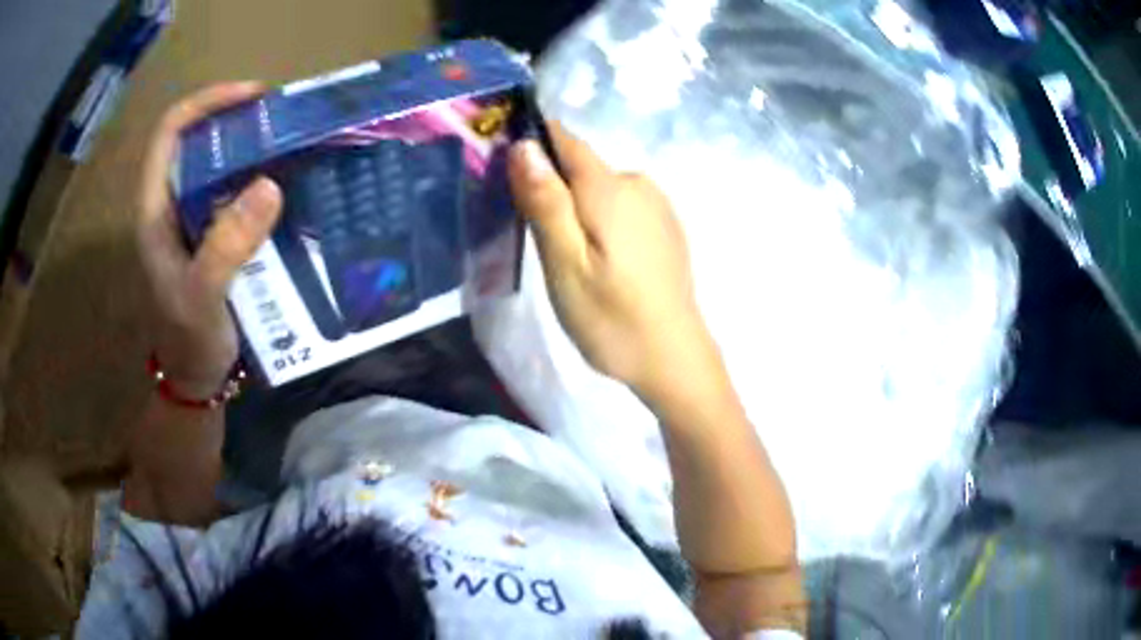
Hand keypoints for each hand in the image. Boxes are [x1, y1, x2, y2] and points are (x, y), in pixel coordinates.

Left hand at [137, 82, 281, 397]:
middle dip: (238, 121)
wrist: (195, 380)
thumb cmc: (188, 340)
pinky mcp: (213, 236)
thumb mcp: (203, 296)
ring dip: (252, 150)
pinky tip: (287, 188)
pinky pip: (235, 194)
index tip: (254, 97)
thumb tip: (270, 184)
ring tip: (292, 146)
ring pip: (218, 166)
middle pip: (198, 141)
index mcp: (157, 208)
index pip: (172, 131)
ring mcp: (193, 220)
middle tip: (283, 120)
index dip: (208, 103)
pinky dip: (260, 182)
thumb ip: (227, 244)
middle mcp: (173, 205)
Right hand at [507, 123, 716, 397]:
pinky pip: (622, 207)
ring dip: (577, 212)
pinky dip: (602, 223)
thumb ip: (546, 202)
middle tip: (543, 248)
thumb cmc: (612, 319)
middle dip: (553, 193)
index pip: (564, 141)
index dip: (532, 150)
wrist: (674, 359)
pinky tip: (605, 264)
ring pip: (600, 190)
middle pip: (580, 168)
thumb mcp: (565, 264)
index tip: (512, 184)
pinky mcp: (666, 226)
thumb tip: (525, 144)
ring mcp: (658, 205)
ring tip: (573, 262)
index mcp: (611, 187)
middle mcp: (639, 183)